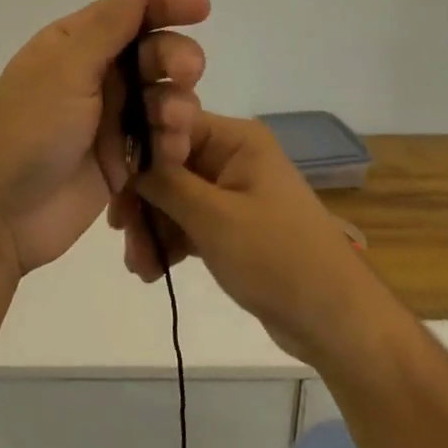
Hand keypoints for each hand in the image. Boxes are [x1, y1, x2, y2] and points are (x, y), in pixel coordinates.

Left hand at [0, 0, 210, 275]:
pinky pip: (161, 141)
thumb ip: (107, 27)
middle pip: (154, 55)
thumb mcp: (66, 69)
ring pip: (164, 98)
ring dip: (177, 105)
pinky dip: (172, 142)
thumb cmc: (27, 129)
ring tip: (172, 124)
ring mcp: (110, 120)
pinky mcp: (122, 161)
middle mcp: (95, 77)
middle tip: (185, 73)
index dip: (165, 7)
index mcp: (74, 46)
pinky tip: (171, 152)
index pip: (127, 15)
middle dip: (176, 60)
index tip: (202, 8)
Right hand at [136, 112, 367, 363]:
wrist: (336, 323)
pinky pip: (187, 222)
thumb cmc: (278, 258)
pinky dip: (169, 241)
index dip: (138, 149)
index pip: (171, 125)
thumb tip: (125, 156)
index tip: (111, 181)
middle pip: (167, 164)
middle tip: (120, 233)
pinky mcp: (231, 226)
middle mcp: (232, 157)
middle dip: (142, 200)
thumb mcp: (214, 218)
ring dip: (151, 227)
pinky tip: (151, 270)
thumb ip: (165, 183)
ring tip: (138, 266)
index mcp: (236, 140)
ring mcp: (232, 193)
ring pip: (173, 197)